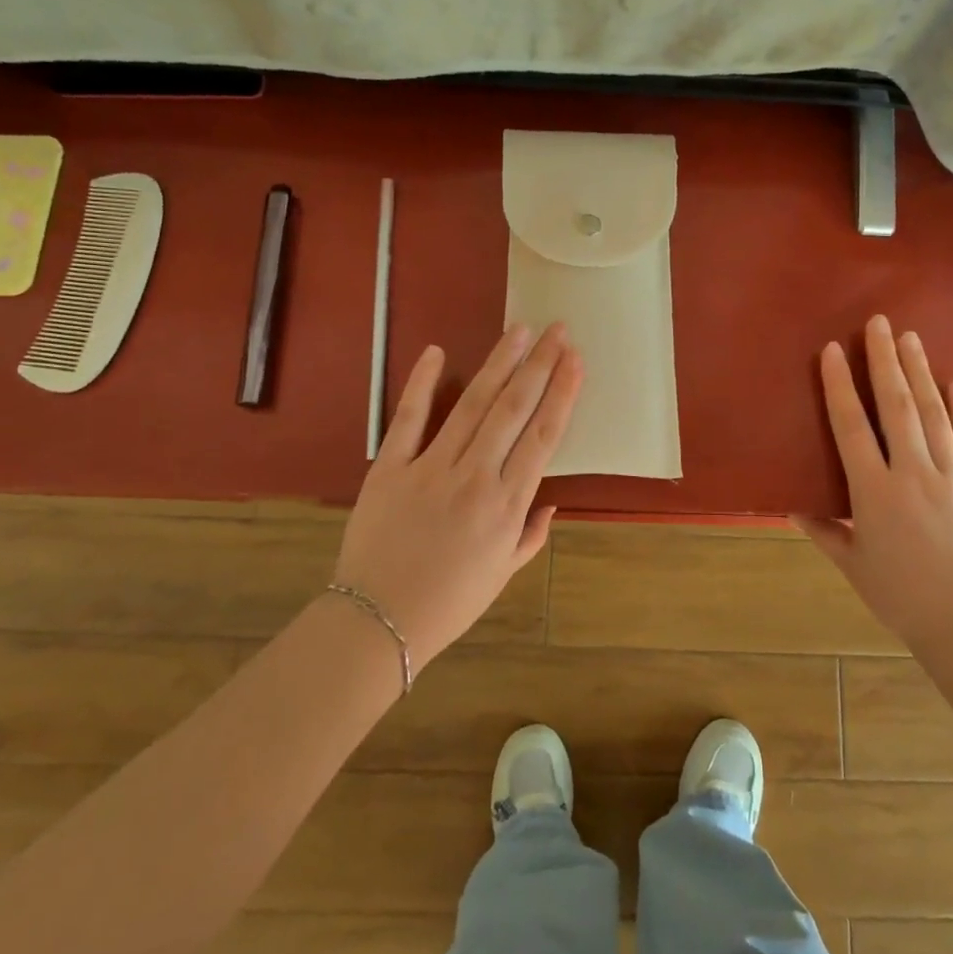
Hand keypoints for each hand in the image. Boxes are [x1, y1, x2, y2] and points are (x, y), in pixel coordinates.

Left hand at [332, 323, 583, 668]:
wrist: (377, 623)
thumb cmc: (448, 603)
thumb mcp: (502, 575)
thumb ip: (530, 535)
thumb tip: (549, 501)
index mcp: (507, 505)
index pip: (543, 436)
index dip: (562, 393)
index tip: (576, 361)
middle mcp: (475, 478)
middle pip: (514, 409)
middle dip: (540, 364)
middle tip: (557, 330)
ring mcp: (430, 468)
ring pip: (472, 405)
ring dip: (499, 363)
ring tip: (519, 330)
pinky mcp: (389, 467)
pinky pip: (408, 418)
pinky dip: (421, 383)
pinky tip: (437, 352)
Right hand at [794, 314, 952, 648]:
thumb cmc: (903, 599)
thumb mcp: (854, 567)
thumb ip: (824, 531)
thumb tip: (792, 505)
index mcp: (874, 493)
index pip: (851, 427)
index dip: (839, 385)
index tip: (832, 350)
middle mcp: (913, 475)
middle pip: (896, 407)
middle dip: (885, 361)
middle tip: (880, 323)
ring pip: (934, 415)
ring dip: (920, 373)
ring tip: (911, 339)